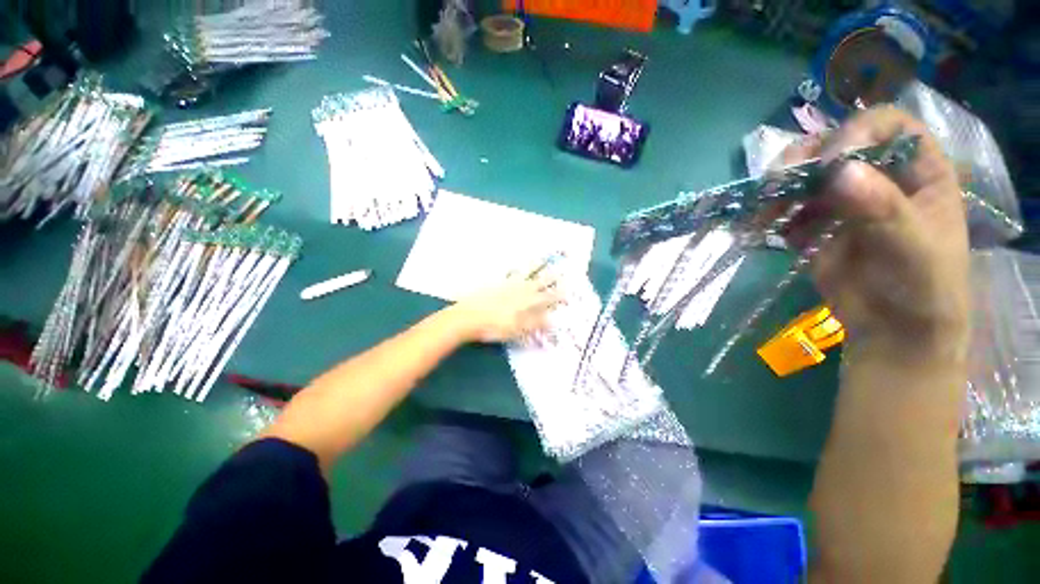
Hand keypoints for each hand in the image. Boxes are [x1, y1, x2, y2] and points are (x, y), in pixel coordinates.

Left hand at [450, 275, 562, 342]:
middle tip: (560, 270)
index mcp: (527, 302)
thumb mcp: (517, 329)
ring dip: (535, 268)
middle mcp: (519, 290)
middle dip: (550, 277)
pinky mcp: (496, 284)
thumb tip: (552, 320)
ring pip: (525, 275)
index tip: (568, 290)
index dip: (557, 295)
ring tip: (542, 261)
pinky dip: (516, 270)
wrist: (468, 317)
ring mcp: (507, 285)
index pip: (546, 297)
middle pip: (538, 282)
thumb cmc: (495, 326)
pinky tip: (517, 269)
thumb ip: (535, 323)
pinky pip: (510, 275)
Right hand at [782, 106, 970, 358]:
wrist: (892, 329)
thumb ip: (882, 208)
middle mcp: (880, 176)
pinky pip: (791, 209)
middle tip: (775, 182)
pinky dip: (775, 217)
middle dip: (802, 161)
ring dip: (779, 191)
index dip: (856, 132)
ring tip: (764, 214)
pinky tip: (774, 235)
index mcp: (918, 170)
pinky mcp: (819, 224)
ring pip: (806, 176)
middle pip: (836, 145)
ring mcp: (846, 199)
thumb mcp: (912, 247)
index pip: (887, 126)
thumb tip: (840, 171)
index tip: (828, 163)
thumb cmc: (922, 287)